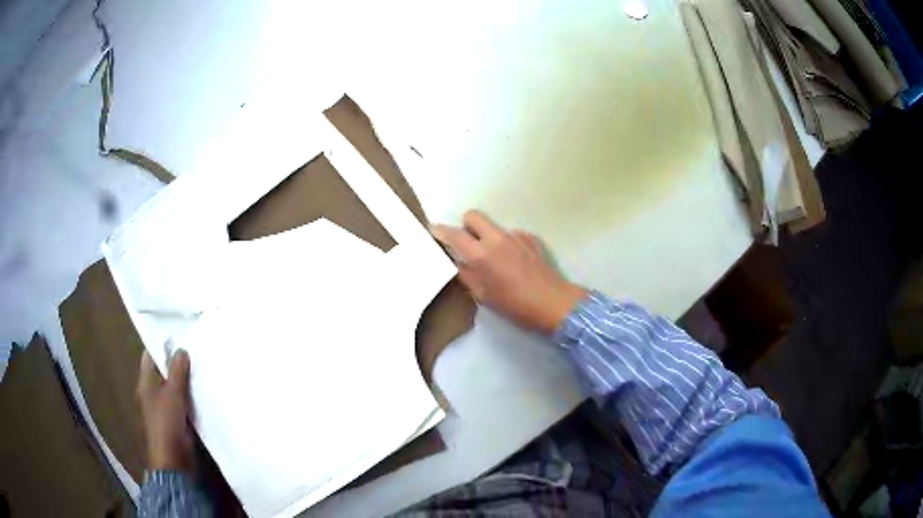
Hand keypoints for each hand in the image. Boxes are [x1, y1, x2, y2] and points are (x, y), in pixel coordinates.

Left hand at [136, 349, 194, 470]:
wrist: (172, 458)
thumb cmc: (166, 421)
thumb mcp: (173, 392)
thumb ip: (177, 371)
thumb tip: (182, 350)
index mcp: (145, 381)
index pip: (150, 356)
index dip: (161, 346)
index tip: (178, 338)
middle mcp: (151, 392)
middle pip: (162, 371)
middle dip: (175, 364)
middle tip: (194, 352)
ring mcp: (162, 407)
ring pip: (173, 388)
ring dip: (184, 382)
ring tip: (201, 369)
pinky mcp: (174, 420)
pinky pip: (181, 402)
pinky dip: (188, 397)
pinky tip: (201, 392)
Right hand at [432, 210, 587, 334]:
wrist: (553, 302)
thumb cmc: (515, 305)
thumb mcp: (483, 296)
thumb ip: (467, 275)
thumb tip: (458, 262)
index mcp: (481, 254)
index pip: (454, 234)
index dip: (441, 231)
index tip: (434, 230)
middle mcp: (496, 238)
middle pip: (473, 216)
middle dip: (466, 225)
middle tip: (467, 243)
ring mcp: (515, 235)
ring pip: (493, 226)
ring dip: (488, 237)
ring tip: (496, 259)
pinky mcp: (530, 238)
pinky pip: (511, 235)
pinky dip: (508, 244)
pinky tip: (516, 263)